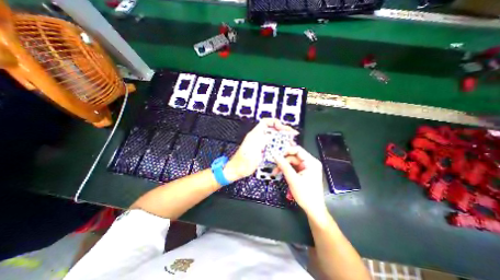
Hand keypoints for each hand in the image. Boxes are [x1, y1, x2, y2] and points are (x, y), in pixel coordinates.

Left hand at [226, 119, 295, 180]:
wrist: (237, 170)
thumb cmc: (243, 161)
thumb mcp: (254, 150)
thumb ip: (263, 141)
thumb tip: (273, 134)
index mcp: (255, 134)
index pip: (266, 122)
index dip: (276, 123)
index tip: (283, 129)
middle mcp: (258, 137)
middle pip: (272, 130)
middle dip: (282, 131)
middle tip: (292, 135)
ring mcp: (260, 144)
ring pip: (273, 138)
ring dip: (282, 139)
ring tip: (290, 142)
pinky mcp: (261, 150)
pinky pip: (271, 145)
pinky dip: (278, 146)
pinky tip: (284, 149)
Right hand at [273, 145, 328, 217]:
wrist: (313, 209)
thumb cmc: (305, 194)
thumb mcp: (293, 179)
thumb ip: (284, 166)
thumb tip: (275, 155)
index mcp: (311, 162)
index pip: (298, 150)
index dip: (286, 151)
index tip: (277, 155)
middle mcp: (310, 163)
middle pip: (293, 157)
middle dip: (283, 161)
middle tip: (274, 167)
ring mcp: (306, 168)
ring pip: (292, 162)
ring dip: (283, 166)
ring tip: (275, 173)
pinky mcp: (303, 173)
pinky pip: (293, 168)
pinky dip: (286, 170)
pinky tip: (280, 174)